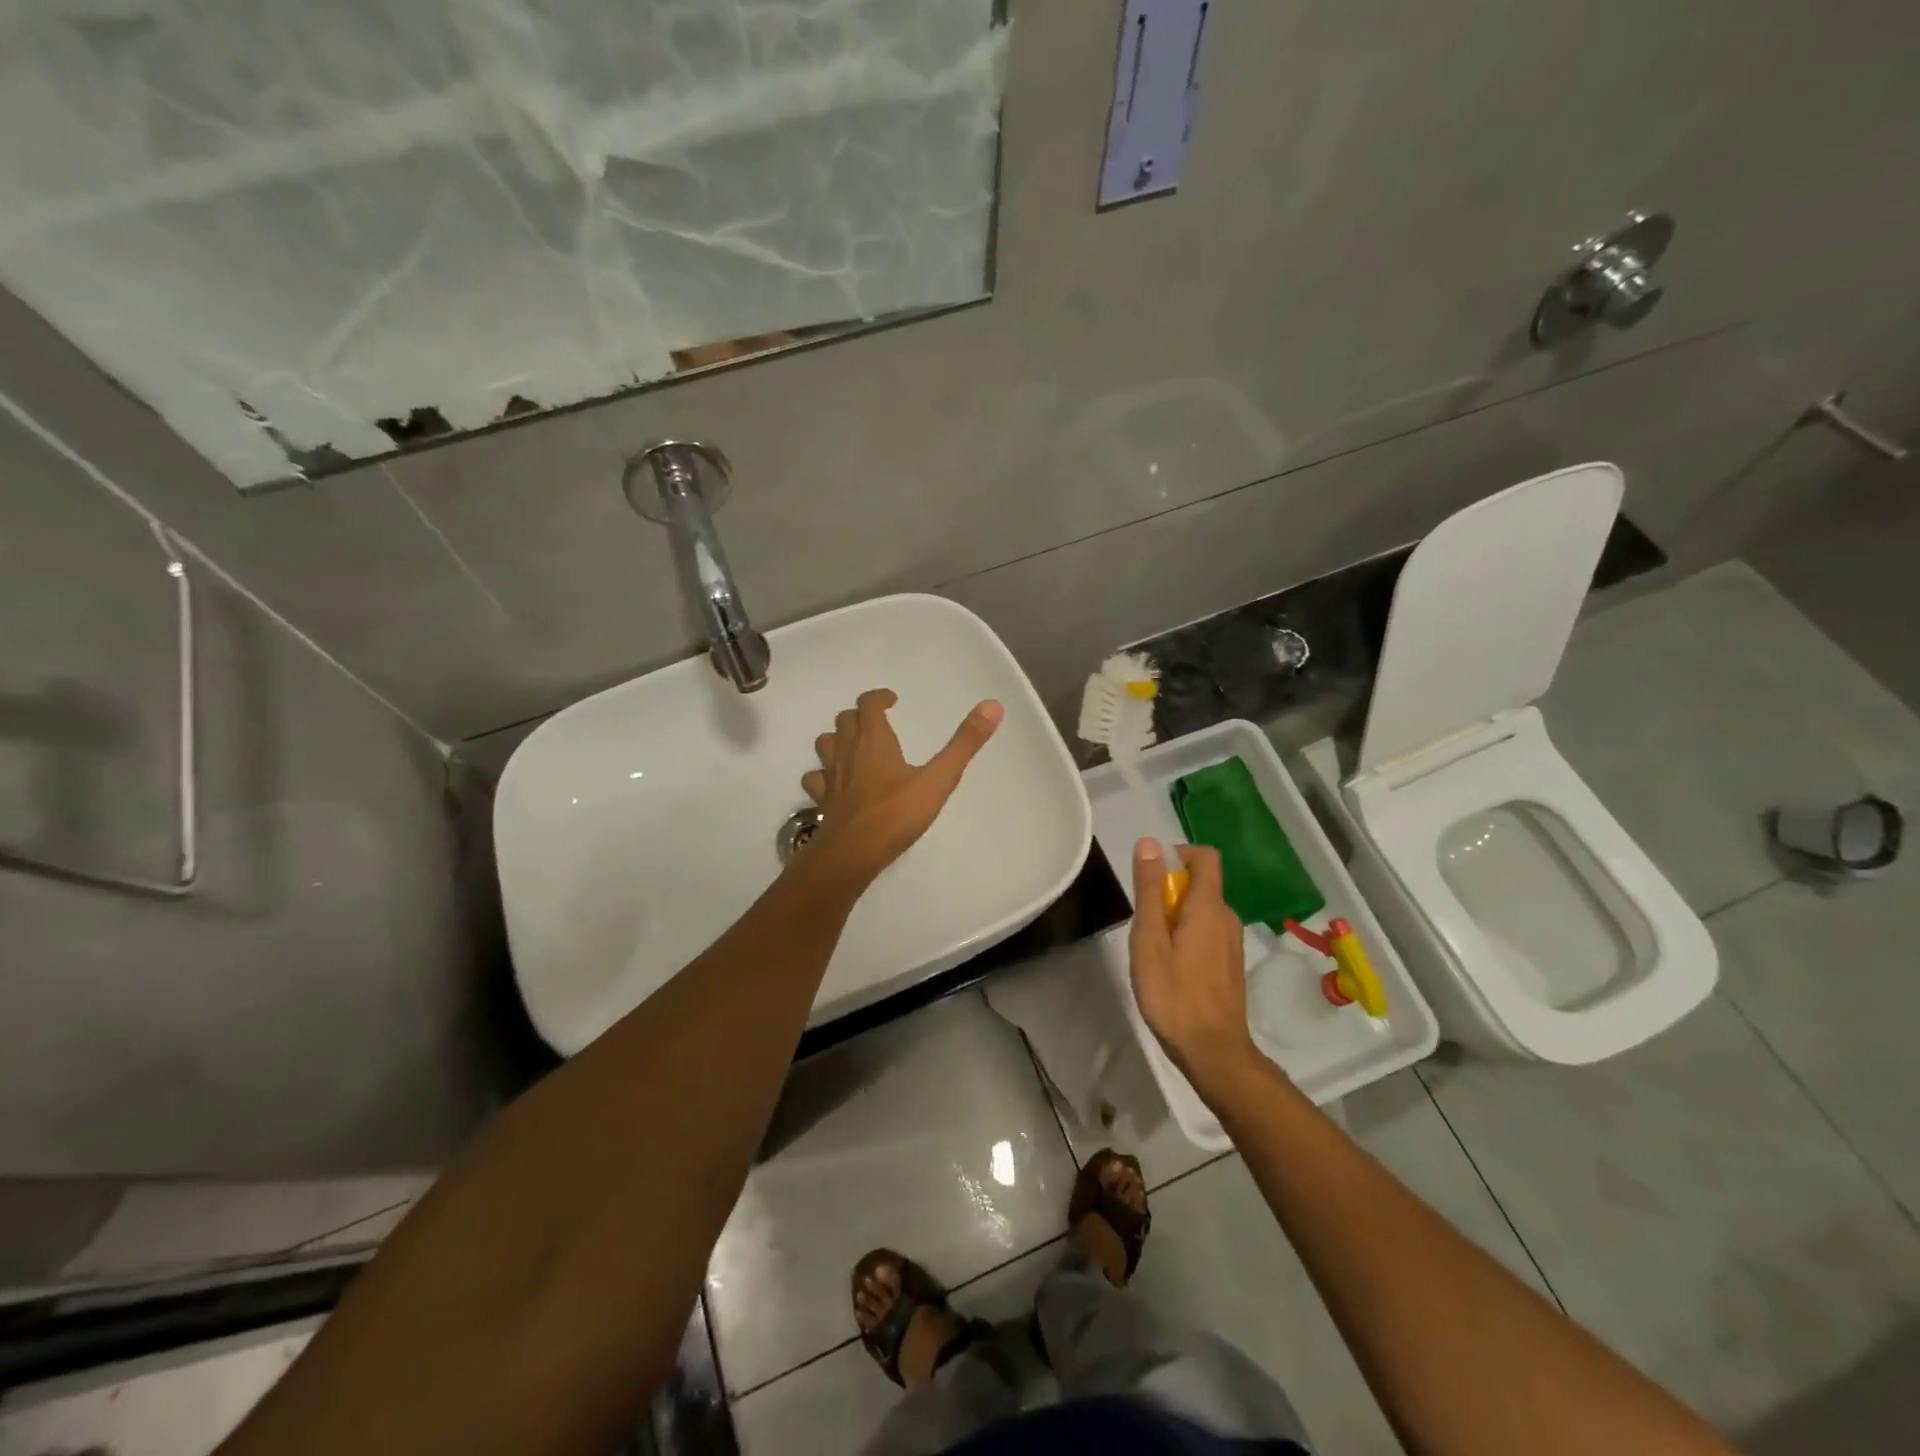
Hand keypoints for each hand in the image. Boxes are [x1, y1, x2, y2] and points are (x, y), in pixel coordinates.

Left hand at [799, 689, 1002, 889]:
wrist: (853, 852)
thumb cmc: (897, 813)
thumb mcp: (939, 778)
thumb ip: (965, 743)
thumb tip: (993, 705)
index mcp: (873, 739)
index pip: (868, 704)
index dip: (879, 698)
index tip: (892, 700)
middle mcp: (847, 750)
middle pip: (845, 720)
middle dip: (861, 716)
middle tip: (878, 723)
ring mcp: (830, 775)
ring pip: (825, 744)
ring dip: (838, 739)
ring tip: (855, 747)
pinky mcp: (821, 799)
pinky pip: (816, 777)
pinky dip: (824, 773)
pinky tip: (836, 783)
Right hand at [1128, 838, 1258, 1079]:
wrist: (1214, 1052)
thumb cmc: (1174, 995)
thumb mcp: (1150, 940)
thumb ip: (1150, 890)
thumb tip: (1149, 843)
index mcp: (1209, 907)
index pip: (1204, 856)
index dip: (1177, 855)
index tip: (1151, 878)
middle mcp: (1227, 917)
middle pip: (1200, 883)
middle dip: (1169, 891)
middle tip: (1144, 925)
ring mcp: (1232, 942)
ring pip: (1202, 910)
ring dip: (1175, 916)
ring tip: (1153, 950)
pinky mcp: (1230, 963)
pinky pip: (1207, 931)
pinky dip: (1186, 935)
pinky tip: (1170, 968)